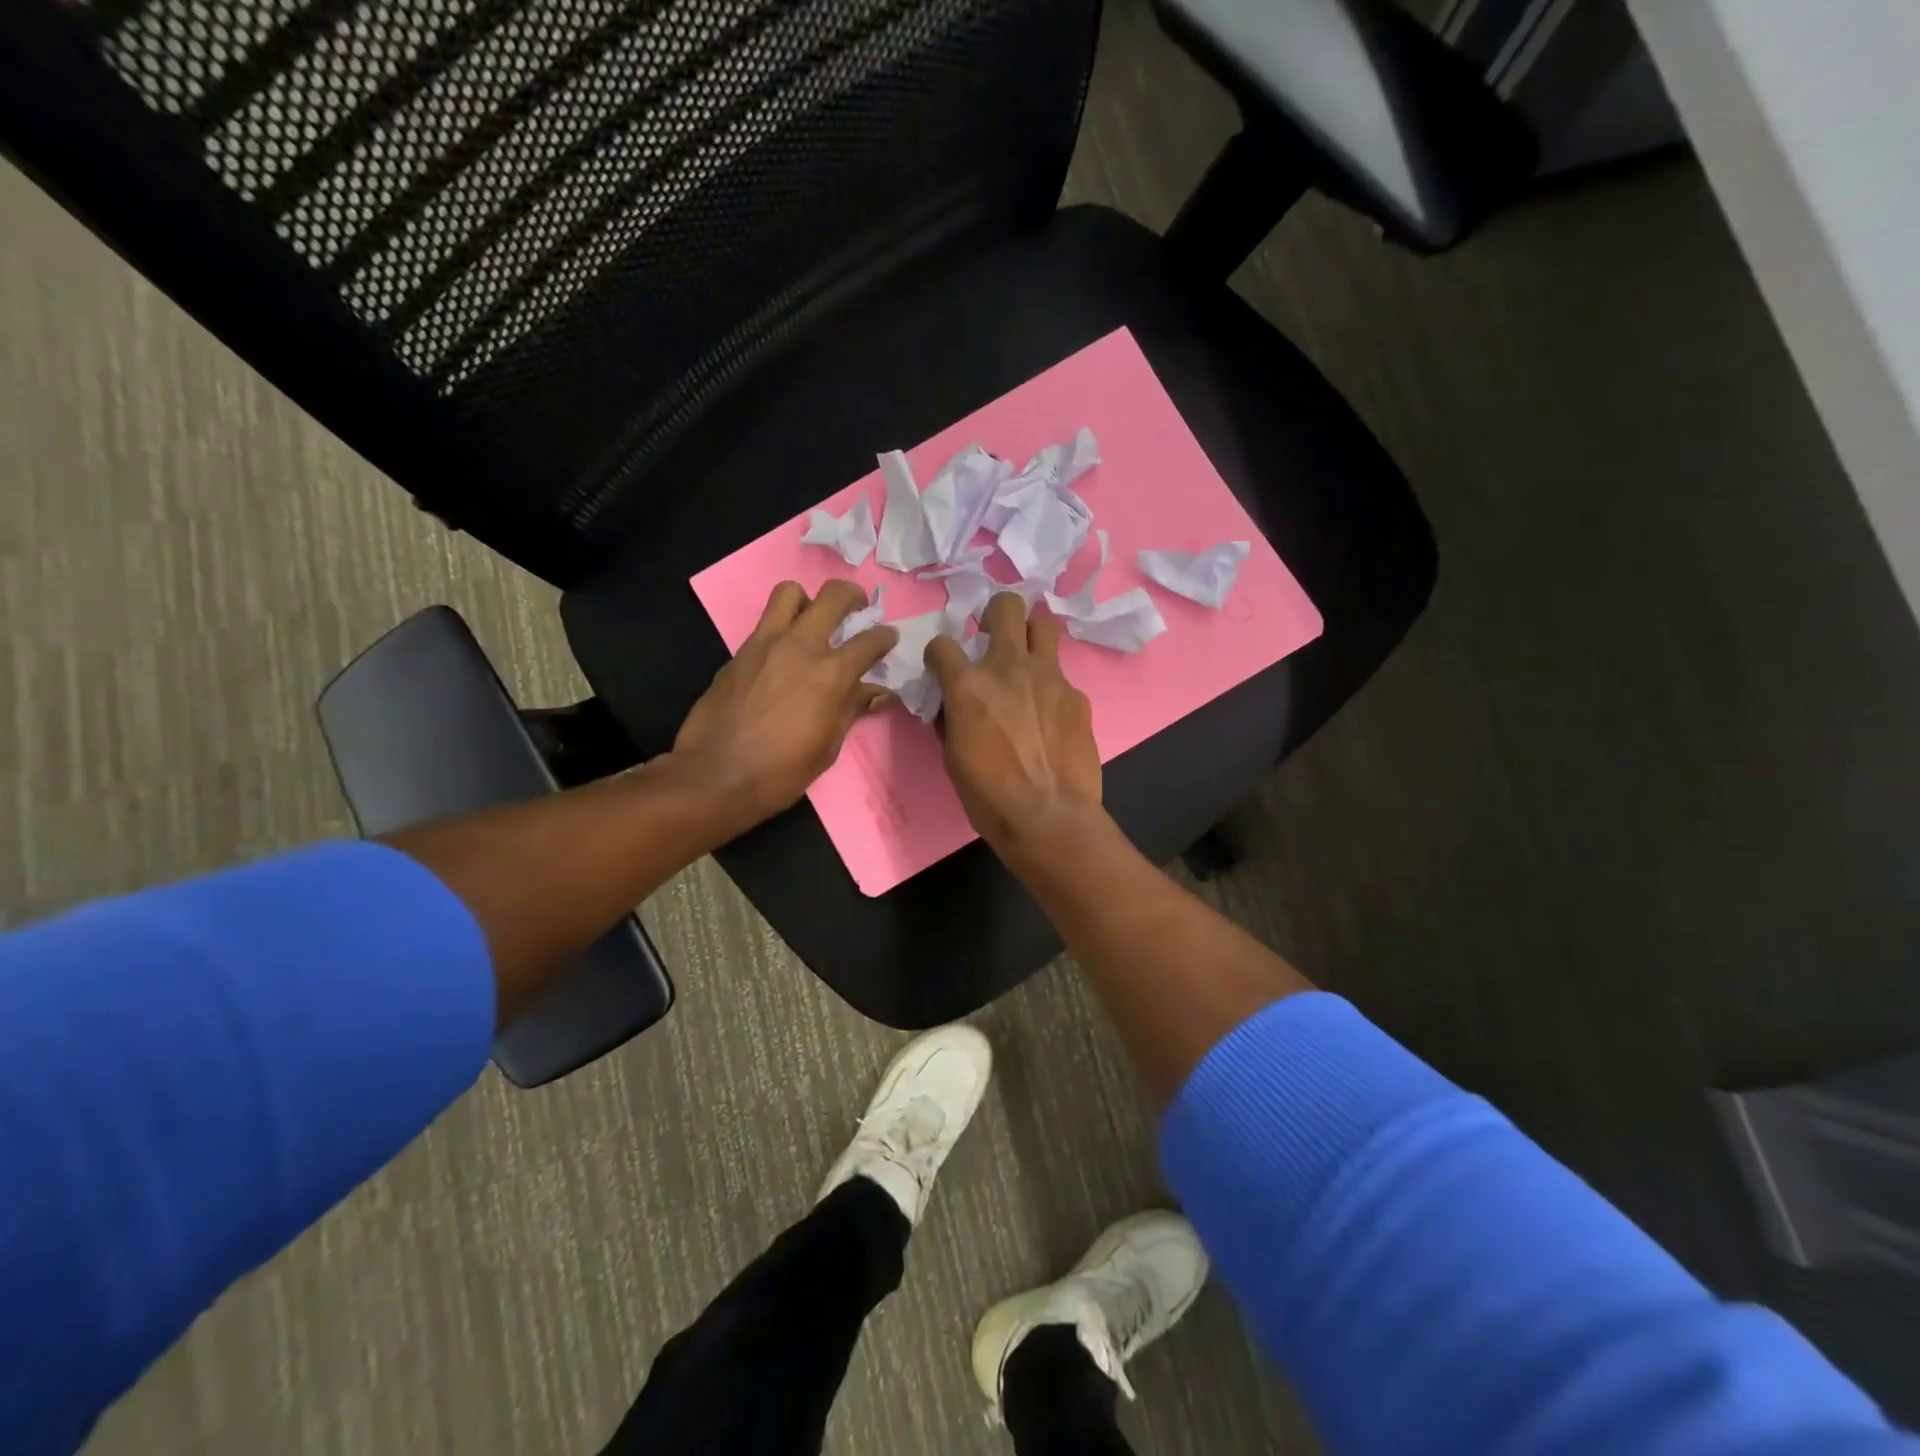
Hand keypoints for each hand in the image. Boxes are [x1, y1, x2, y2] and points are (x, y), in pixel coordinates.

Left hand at [674, 579, 895, 825]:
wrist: (715, 775)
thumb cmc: (781, 771)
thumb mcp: (828, 747)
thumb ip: (852, 709)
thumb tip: (877, 692)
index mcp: (831, 674)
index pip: (871, 640)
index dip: (885, 637)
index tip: (888, 639)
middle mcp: (801, 646)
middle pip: (833, 595)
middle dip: (852, 596)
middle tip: (856, 610)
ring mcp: (765, 644)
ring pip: (790, 592)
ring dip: (807, 600)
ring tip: (812, 622)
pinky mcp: (739, 652)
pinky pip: (764, 623)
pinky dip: (780, 629)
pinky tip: (782, 656)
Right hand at [925, 592, 1102, 850]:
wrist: (1048, 817)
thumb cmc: (988, 795)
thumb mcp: (953, 756)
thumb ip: (951, 716)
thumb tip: (951, 703)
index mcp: (968, 685)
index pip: (941, 645)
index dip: (938, 654)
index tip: (942, 667)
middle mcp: (1008, 667)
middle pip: (1006, 606)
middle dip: (996, 613)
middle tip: (993, 635)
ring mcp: (1049, 677)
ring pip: (1044, 624)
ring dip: (1031, 635)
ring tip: (1027, 658)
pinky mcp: (1077, 695)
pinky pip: (1061, 676)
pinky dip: (1051, 687)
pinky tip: (1051, 715)